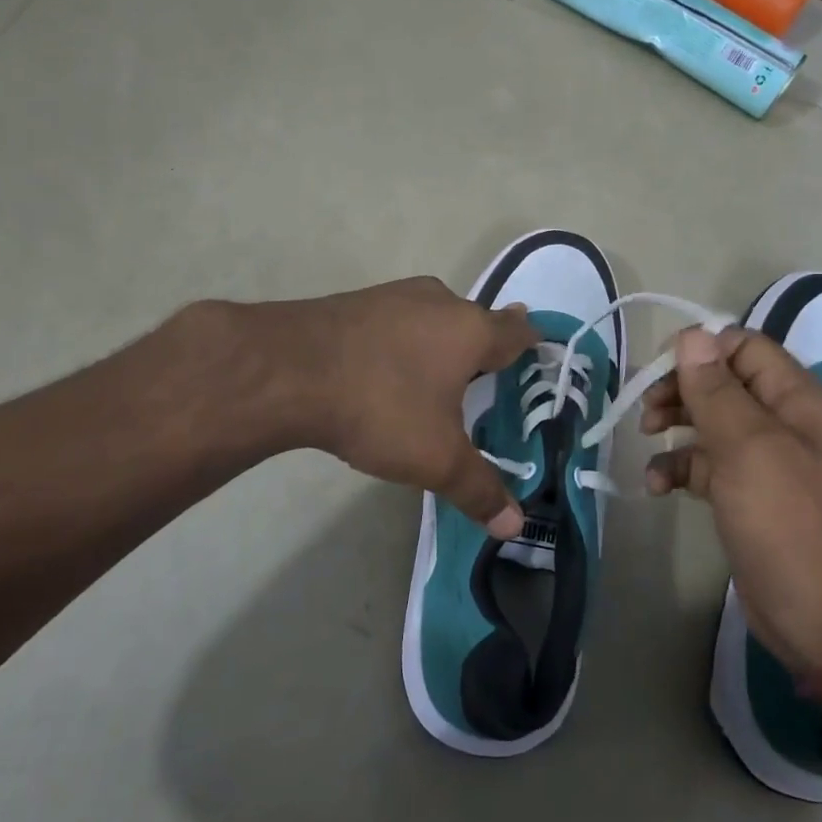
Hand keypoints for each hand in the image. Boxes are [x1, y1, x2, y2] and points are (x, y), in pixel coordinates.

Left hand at [245, 278, 536, 536]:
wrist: (286, 371)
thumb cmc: (380, 408)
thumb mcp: (435, 459)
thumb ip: (478, 489)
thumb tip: (514, 525)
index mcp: (470, 330)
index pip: (517, 330)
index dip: (530, 342)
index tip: (535, 354)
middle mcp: (438, 301)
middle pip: (474, 321)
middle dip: (481, 348)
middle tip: (483, 380)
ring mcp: (393, 296)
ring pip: (432, 317)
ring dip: (439, 343)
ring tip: (435, 378)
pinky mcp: (355, 302)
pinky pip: (395, 322)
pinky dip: (401, 343)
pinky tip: (384, 371)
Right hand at [641, 327, 821, 674]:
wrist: (819, 615)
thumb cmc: (786, 523)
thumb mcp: (747, 448)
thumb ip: (716, 390)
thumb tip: (691, 335)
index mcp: (795, 398)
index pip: (743, 347)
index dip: (699, 350)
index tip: (657, 370)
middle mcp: (781, 421)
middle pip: (721, 382)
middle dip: (680, 389)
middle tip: (647, 411)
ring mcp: (763, 459)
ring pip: (708, 422)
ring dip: (674, 426)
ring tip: (646, 440)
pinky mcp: (744, 493)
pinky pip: (703, 464)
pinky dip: (677, 468)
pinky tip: (656, 486)